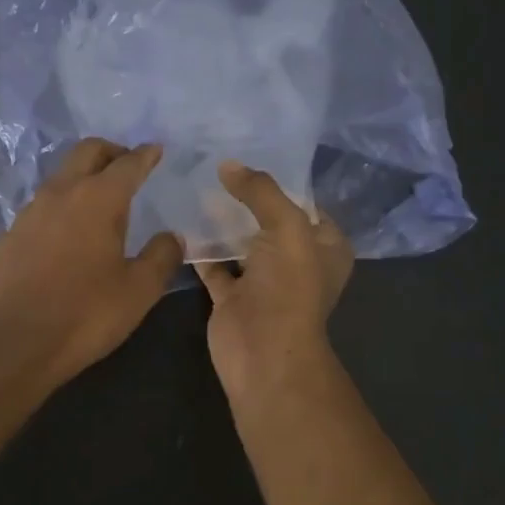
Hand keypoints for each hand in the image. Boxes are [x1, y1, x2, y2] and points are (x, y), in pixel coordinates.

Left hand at [0, 139, 183, 388]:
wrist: (20, 343)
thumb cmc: (88, 314)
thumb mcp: (140, 290)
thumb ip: (162, 256)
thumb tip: (171, 237)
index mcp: (98, 199)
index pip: (127, 163)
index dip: (145, 155)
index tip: (155, 150)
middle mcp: (61, 193)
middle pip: (87, 152)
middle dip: (111, 152)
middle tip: (128, 167)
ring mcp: (31, 212)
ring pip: (61, 176)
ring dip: (83, 176)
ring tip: (100, 201)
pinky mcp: (11, 234)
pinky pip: (42, 205)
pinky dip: (62, 205)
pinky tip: (68, 232)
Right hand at [194, 163, 353, 404]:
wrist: (262, 353)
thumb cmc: (288, 287)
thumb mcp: (286, 227)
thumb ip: (260, 192)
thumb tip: (228, 165)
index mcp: (325, 246)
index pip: (305, 203)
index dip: (281, 180)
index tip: (249, 152)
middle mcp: (296, 261)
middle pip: (269, 220)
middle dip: (246, 196)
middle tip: (214, 164)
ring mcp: (262, 280)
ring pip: (240, 241)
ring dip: (221, 220)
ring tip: (194, 183)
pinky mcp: (231, 295)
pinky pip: (213, 263)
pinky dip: (199, 246)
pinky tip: (180, 220)